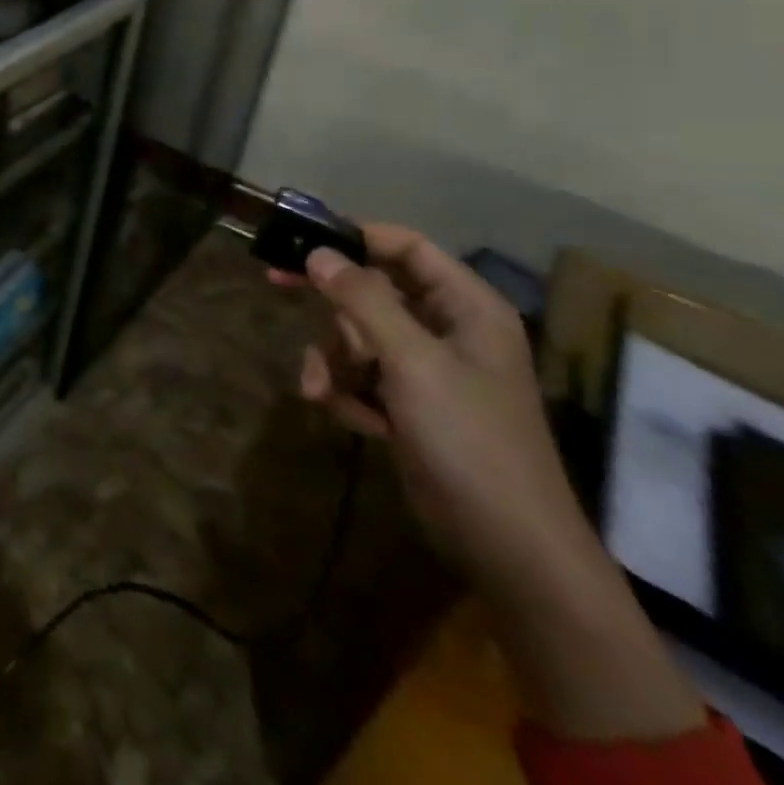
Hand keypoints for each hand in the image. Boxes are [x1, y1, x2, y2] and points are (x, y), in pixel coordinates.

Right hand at [278, 223, 704, 740]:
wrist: (508, 548)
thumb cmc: (468, 439)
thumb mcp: (410, 361)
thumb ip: (361, 299)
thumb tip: (319, 253)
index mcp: (466, 307)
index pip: (406, 247)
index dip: (356, 236)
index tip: (304, 238)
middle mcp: (447, 330)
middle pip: (373, 290)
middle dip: (331, 306)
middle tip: (275, 282)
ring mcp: (428, 371)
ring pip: (359, 336)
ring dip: (333, 359)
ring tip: (320, 390)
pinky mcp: (411, 407)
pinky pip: (363, 377)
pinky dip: (347, 392)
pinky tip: (349, 418)